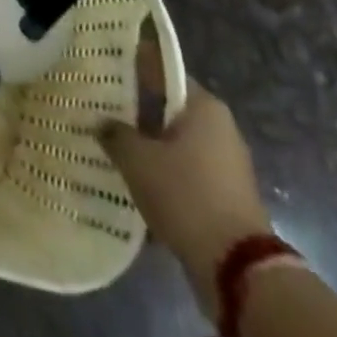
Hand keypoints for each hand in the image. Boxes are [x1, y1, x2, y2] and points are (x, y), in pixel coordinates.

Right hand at [100, 81, 273, 319]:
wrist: (237, 269)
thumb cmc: (186, 195)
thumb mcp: (137, 159)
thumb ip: (114, 133)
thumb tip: (101, 122)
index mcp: (204, 107)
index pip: (164, 72)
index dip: (134, 67)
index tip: (105, 68)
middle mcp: (219, 128)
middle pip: (169, 107)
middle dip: (136, 109)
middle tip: (100, 109)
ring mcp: (226, 164)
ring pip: (175, 142)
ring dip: (147, 144)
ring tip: (110, 146)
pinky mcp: (224, 196)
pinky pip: (185, 171)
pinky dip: (162, 172)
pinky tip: (133, 180)